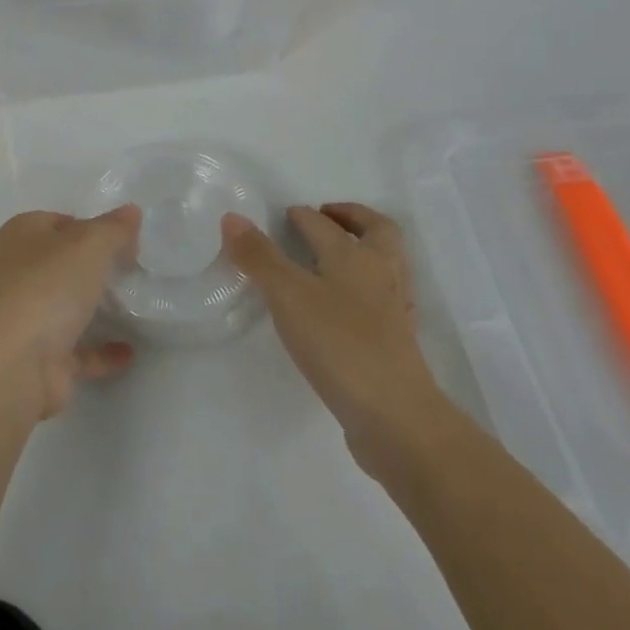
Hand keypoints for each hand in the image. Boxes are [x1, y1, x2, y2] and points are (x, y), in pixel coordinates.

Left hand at [0, 207, 140, 424]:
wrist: (12, 367)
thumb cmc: (46, 288)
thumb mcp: (89, 245)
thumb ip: (113, 229)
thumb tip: (131, 211)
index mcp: (17, 238)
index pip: (52, 222)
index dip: (84, 226)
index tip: (117, 238)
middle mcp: (12, 274)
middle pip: (52, 263)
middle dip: (82, 266)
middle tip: (122, 269)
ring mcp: (21, 319)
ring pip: (58, 306)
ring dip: (88, 307)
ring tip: (128, 305)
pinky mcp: (36, 359)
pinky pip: (75, 352)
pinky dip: (100, 351)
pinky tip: (128, 352)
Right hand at [223, 202, 448, 477]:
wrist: (395, 415)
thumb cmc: (339, 344)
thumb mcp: (288, 295)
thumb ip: (259, 256)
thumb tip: (232, 217)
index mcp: (355, 255)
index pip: (323, 223)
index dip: (301, 215)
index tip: (282, 215)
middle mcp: (381, 273)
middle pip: (376, 231)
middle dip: (351, 218)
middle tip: (325, 216)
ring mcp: (394, 308)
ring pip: (385, 263)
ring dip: (363, 248)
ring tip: (332, 256)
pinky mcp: (397, 340)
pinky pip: (383, 296)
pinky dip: (365, 286)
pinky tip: (345, 304)